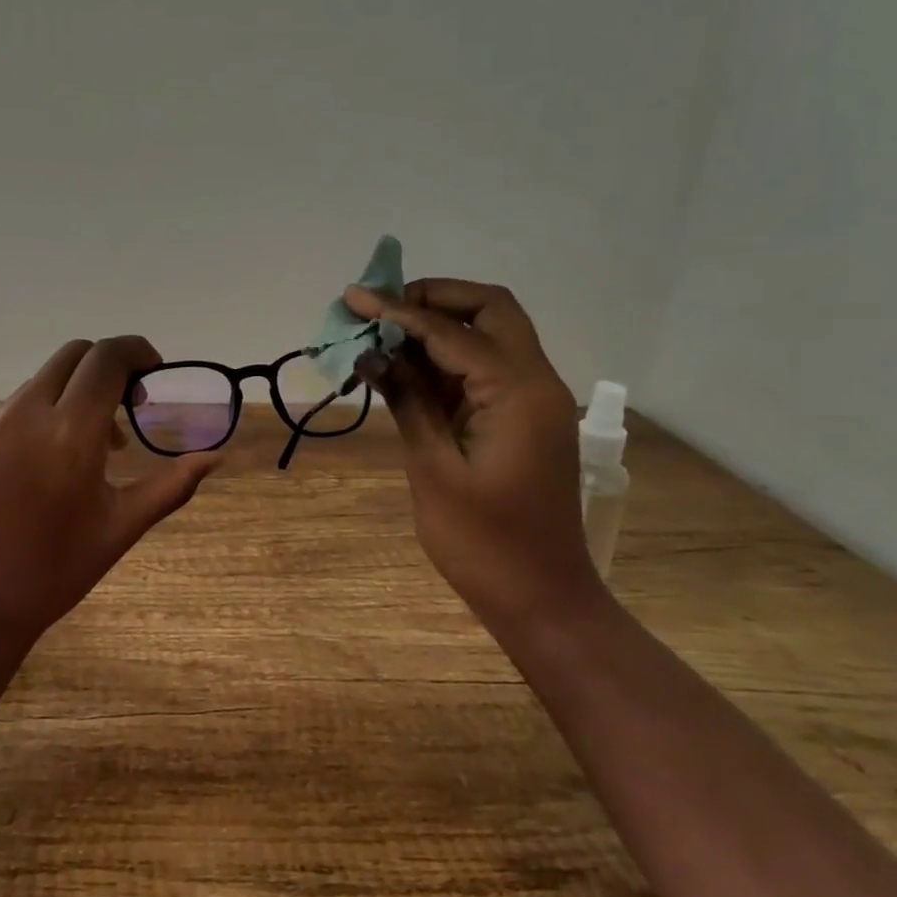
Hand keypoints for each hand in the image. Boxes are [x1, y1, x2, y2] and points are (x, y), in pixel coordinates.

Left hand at [0, 336, 220, 650]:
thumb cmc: (54, 571)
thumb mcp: (121, 528)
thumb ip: (171, 485)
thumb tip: (215, 458)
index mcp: (70, 434)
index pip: (107, 359)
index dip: (137, 351)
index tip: (153, 370)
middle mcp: (25, 415)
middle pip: (73, 355)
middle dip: (106, 366)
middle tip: (126, 406)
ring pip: (41, 383)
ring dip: (73, 395)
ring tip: (87, 449)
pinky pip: (12, 410)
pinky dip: (40, 418)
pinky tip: (42, 468)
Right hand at [344, 279, 600, 626]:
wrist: (541, 599)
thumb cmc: (484, 543)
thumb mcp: (434, 469)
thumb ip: (407, 401)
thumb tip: (371, 353)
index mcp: (518, 392)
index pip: (452, 331)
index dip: (399, 311)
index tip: (354, 298)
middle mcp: (534, 383)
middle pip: (489, 311)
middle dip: (433, 300)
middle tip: (381, 310)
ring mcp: (531, 402)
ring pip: (487, 337)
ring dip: (436, 329)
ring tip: (379, 335)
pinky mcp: (520, 421)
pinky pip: (482, 372)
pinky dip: (444, 362)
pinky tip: (400, 370)